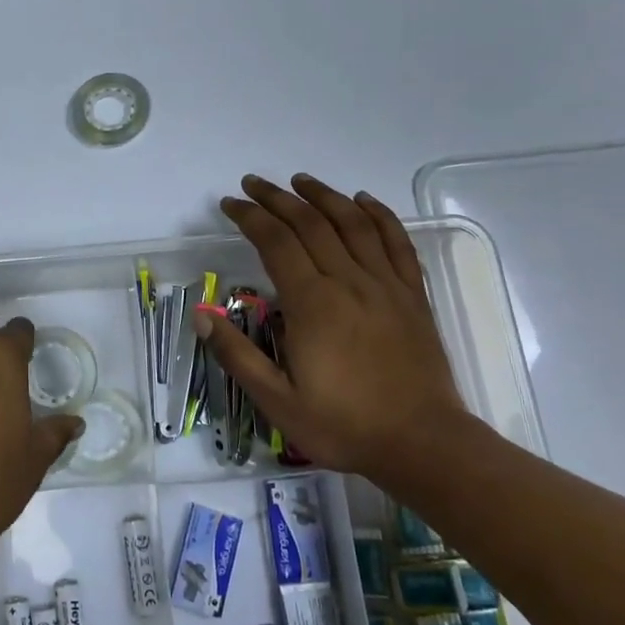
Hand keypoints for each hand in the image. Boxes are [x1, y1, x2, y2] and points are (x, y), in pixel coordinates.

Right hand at [194, 174, 472, 482]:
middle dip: (277, 198)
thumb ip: (237, 355)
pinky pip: (397, 242)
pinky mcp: (412, 295)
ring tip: (300, 180)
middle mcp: (348, 282)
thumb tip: (200, 315)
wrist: (424, 444)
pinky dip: (379, 215)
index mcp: (312, 304)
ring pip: (352, 223)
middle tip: (253, 184)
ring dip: (323, 196)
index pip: (275, 242)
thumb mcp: (277, 402)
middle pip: (310, 223)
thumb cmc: (344, 425)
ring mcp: (385, 285)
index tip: (230, 204)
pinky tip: (364, 201)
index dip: (250, 217)